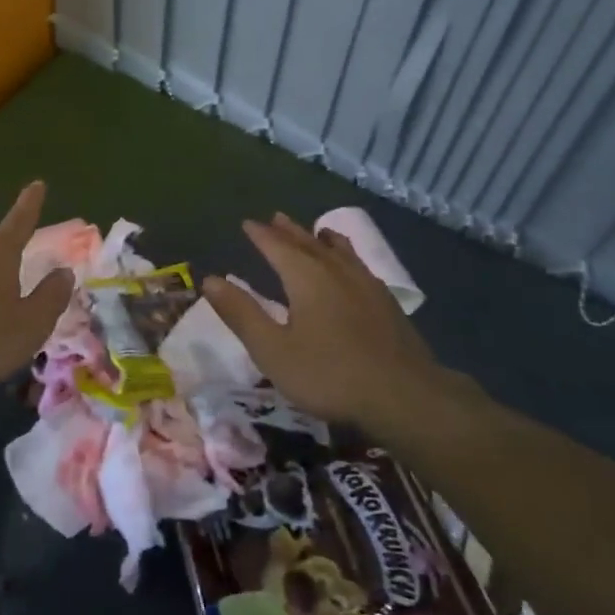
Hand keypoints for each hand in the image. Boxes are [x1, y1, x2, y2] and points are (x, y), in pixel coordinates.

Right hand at [204, 213, 452, 428]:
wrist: (404, 396)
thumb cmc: (329, 374)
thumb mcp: (273, 350)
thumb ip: (241, 314)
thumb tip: (210, 280)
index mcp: (306, 278)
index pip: (277, 247)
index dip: (261, 235)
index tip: (248, 223)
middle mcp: (336, 272)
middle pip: (309, 243)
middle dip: (289, 231)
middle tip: (276, 217)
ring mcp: (366, 285)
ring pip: (340, 251)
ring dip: (321, 239)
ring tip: (317, 231)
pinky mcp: (387, 303)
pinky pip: (360, 265)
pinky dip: (347, 256)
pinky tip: (353, 269)